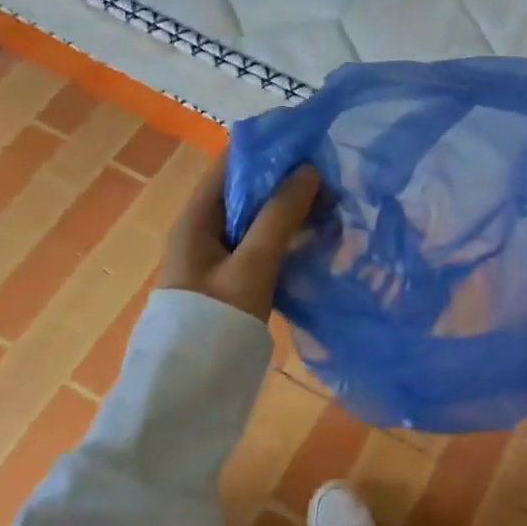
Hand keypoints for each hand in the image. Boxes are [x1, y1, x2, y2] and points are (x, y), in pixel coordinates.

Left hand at [158, 149, 319, 320]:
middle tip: (332, 172)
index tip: (309, 139)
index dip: (268, 146)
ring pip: (260, 215)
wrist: (192, 385)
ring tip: (334, 199)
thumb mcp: (252, 264)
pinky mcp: (235, 274)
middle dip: (287, 177)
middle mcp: (206, 228)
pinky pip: (264, 240)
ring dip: (292, 205)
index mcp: (197, 217)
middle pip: (248, 188)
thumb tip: (309, 169)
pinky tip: (320, 232)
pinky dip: (290, 231)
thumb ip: (280, 216)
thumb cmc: (216, 318)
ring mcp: (220, 253)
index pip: (231, 163)